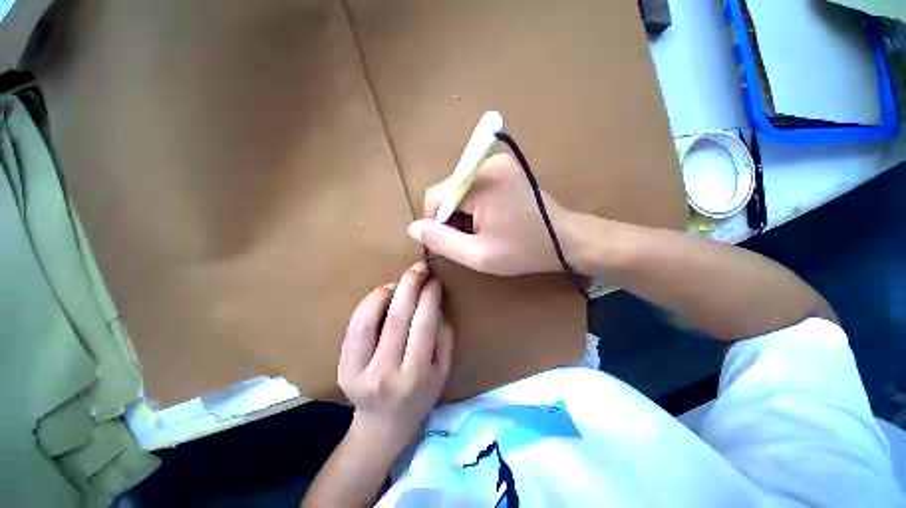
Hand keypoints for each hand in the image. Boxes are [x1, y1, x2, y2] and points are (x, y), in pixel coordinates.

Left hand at [338, 262, 452, 451]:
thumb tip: (435, 305)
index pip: (423, 325)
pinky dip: (369, 303)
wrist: (382, 425)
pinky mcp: (342, 366)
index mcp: (415, 376)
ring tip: (401, 281)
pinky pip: (355, 326)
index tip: (434, 279)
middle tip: (419, 268)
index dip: (429, 296)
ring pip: (370, 318)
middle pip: (397, 318)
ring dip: (387, 291)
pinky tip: (383, 294)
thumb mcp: (443, 371)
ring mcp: (358, 370)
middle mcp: (385, 374)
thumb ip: (444, 338)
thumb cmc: (420, 396)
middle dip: (410, 285)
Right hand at [407, 153, 574, 275]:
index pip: (435, 196)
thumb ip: (441, 241)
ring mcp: (499, 162)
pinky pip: (475, 185)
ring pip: (460, 189)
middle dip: (452, 217)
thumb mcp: (478, 255)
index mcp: (481, 183)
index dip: (436, 222)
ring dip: (464, 211)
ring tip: (484, 230)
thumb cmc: (524, 251)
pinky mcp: (506, 167)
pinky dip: (475, 204)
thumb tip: (413, 227)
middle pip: (448, 190)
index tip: (453, 240)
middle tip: (472, 238)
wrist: (566, 240)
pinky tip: (491, 218)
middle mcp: (488, 163)